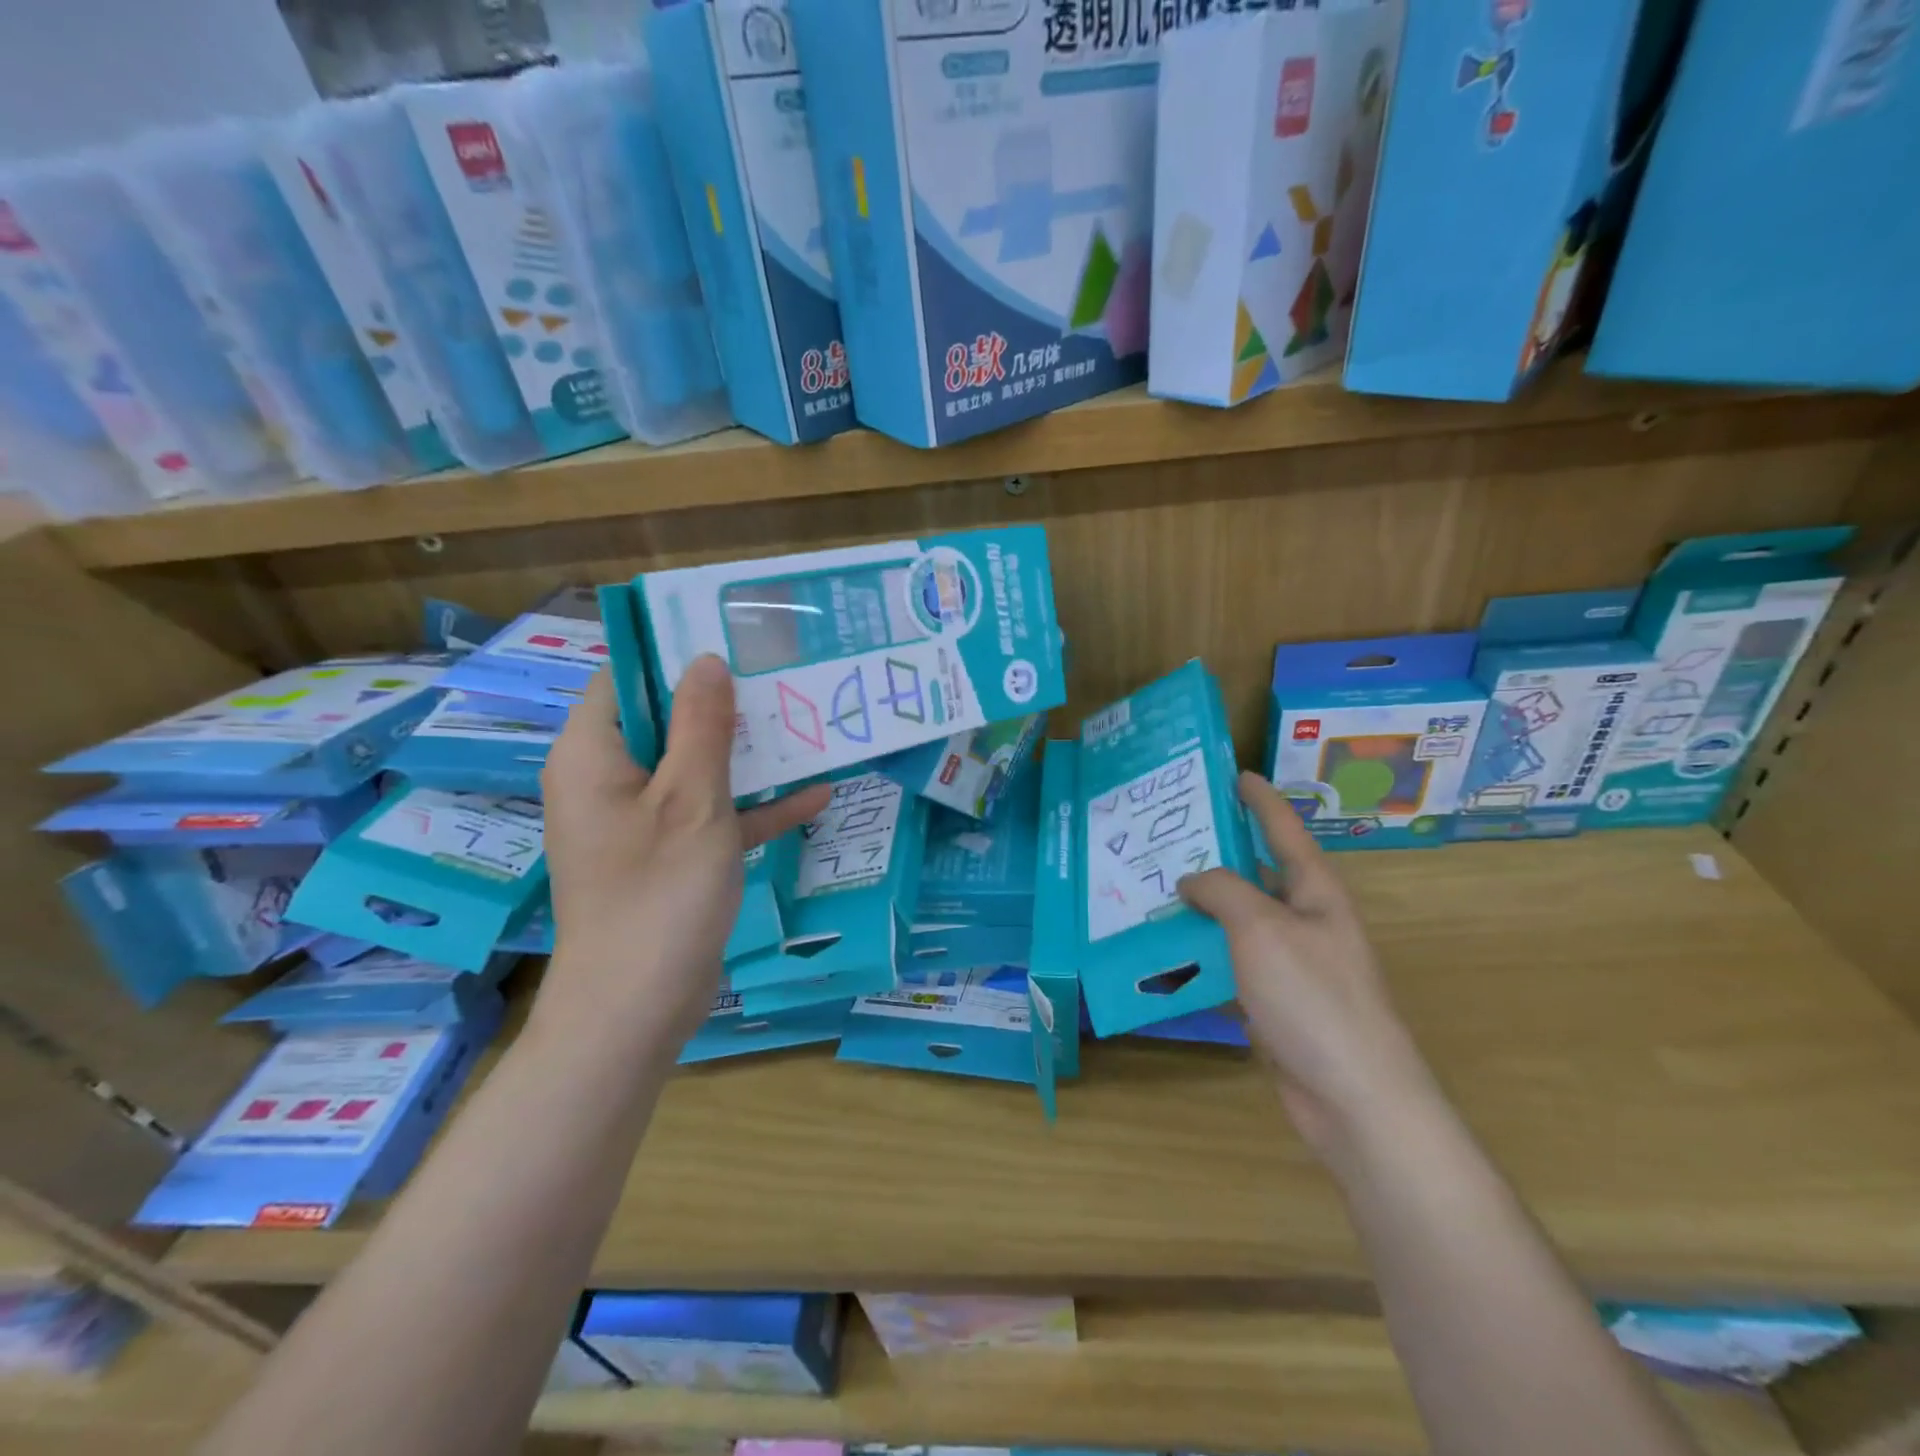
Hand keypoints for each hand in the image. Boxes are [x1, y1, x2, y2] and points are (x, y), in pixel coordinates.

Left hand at [535, 657, 829, 1051]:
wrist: (637, 1009)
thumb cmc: (659, 892)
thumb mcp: (691, 798)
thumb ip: (701, 725)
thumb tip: (706, 660)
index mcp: (594, 754)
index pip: (627, 678)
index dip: (676, 653)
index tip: (734, 638)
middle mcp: (609, 780)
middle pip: (667, 722)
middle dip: (725, 703)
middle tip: (783, 675)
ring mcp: (640, 821)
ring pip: (695, 768)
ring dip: (748, 755)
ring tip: (807, 725)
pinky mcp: (668, 856)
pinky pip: (710, 816)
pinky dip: (752, 807)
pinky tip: (816, 796)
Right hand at [1179, 773, 1439, 1159]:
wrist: (1354, 1098)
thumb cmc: (1313, 997)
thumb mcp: (1262, 928)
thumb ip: (1223, 891)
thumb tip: (1192, 880)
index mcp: (1315, 893)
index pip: (1284, 831)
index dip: (1261, 801)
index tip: (1235, 773)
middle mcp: (1305, 922)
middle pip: (1255, 876)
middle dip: (1215, 855)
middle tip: (1167, 836)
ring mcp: (1291, 965)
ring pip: (1237, 924)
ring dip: (1199, 911)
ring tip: (1151, 893)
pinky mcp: (1274, 1004)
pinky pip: (1230, 967)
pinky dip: (1200, 959)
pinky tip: (1165, 958)